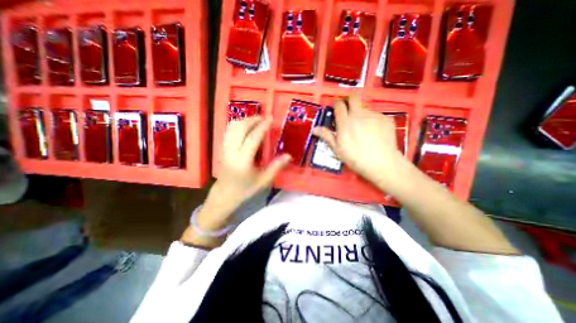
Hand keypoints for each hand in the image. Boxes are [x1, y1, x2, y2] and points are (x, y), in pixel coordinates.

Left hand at [202, 117, 292, 224]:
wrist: (224, 195)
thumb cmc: (245, 190)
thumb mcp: (263, 181)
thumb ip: (276, 167)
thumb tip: (289, 156)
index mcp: (243, 161)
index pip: (253, 138)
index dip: (262, 127)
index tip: (270, 119)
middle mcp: (232, 152)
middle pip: (240, 129)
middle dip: (252, 120)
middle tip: (264, 118)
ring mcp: (225, 149)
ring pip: (232, 128)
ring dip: (245, 121)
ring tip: (256, 120)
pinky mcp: (223, 149)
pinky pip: (229, 132)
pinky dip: (238, 125)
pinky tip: (246, 126)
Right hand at [313, 92, 406, 189]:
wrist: (381, 163)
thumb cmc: (356, 158)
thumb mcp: (338, 149)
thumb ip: (327, 136)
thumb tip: (315, 129)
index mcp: (345, 123)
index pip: (339, 105)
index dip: (337, 105)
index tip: (337, 110)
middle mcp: (359, 115)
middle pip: (354, 97)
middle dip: (350, 100)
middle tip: (349, 110)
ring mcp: (374, 115)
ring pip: (365, 108)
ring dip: (362, 114)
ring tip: (364, 129)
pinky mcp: (386, 118)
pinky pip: (377, 115)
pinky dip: (373, 121)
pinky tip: (375, 133)